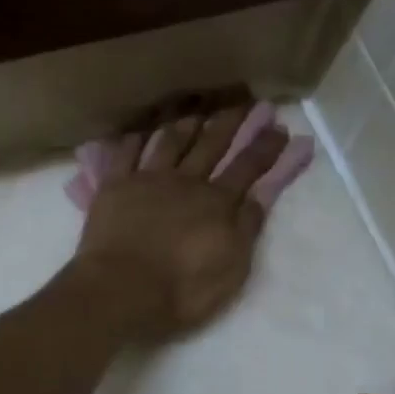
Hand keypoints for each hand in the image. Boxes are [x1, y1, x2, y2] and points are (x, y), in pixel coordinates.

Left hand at [70, 102, 290, 340]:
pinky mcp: (114, 187)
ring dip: (186, 125)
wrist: (122, 290)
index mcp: (217, 203)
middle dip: (230, 124)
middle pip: (211, 146)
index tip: (279, 128)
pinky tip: (142, 131)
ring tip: (198, 111)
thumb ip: (247, 229)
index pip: (247, 169)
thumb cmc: (182, 290)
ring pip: (170, 143)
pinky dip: (136, 139)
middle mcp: (186, 182)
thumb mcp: (231, 268)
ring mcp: (148, 180)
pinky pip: (126, 153)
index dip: (265, 148)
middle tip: (243, 103)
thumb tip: (260, 196)